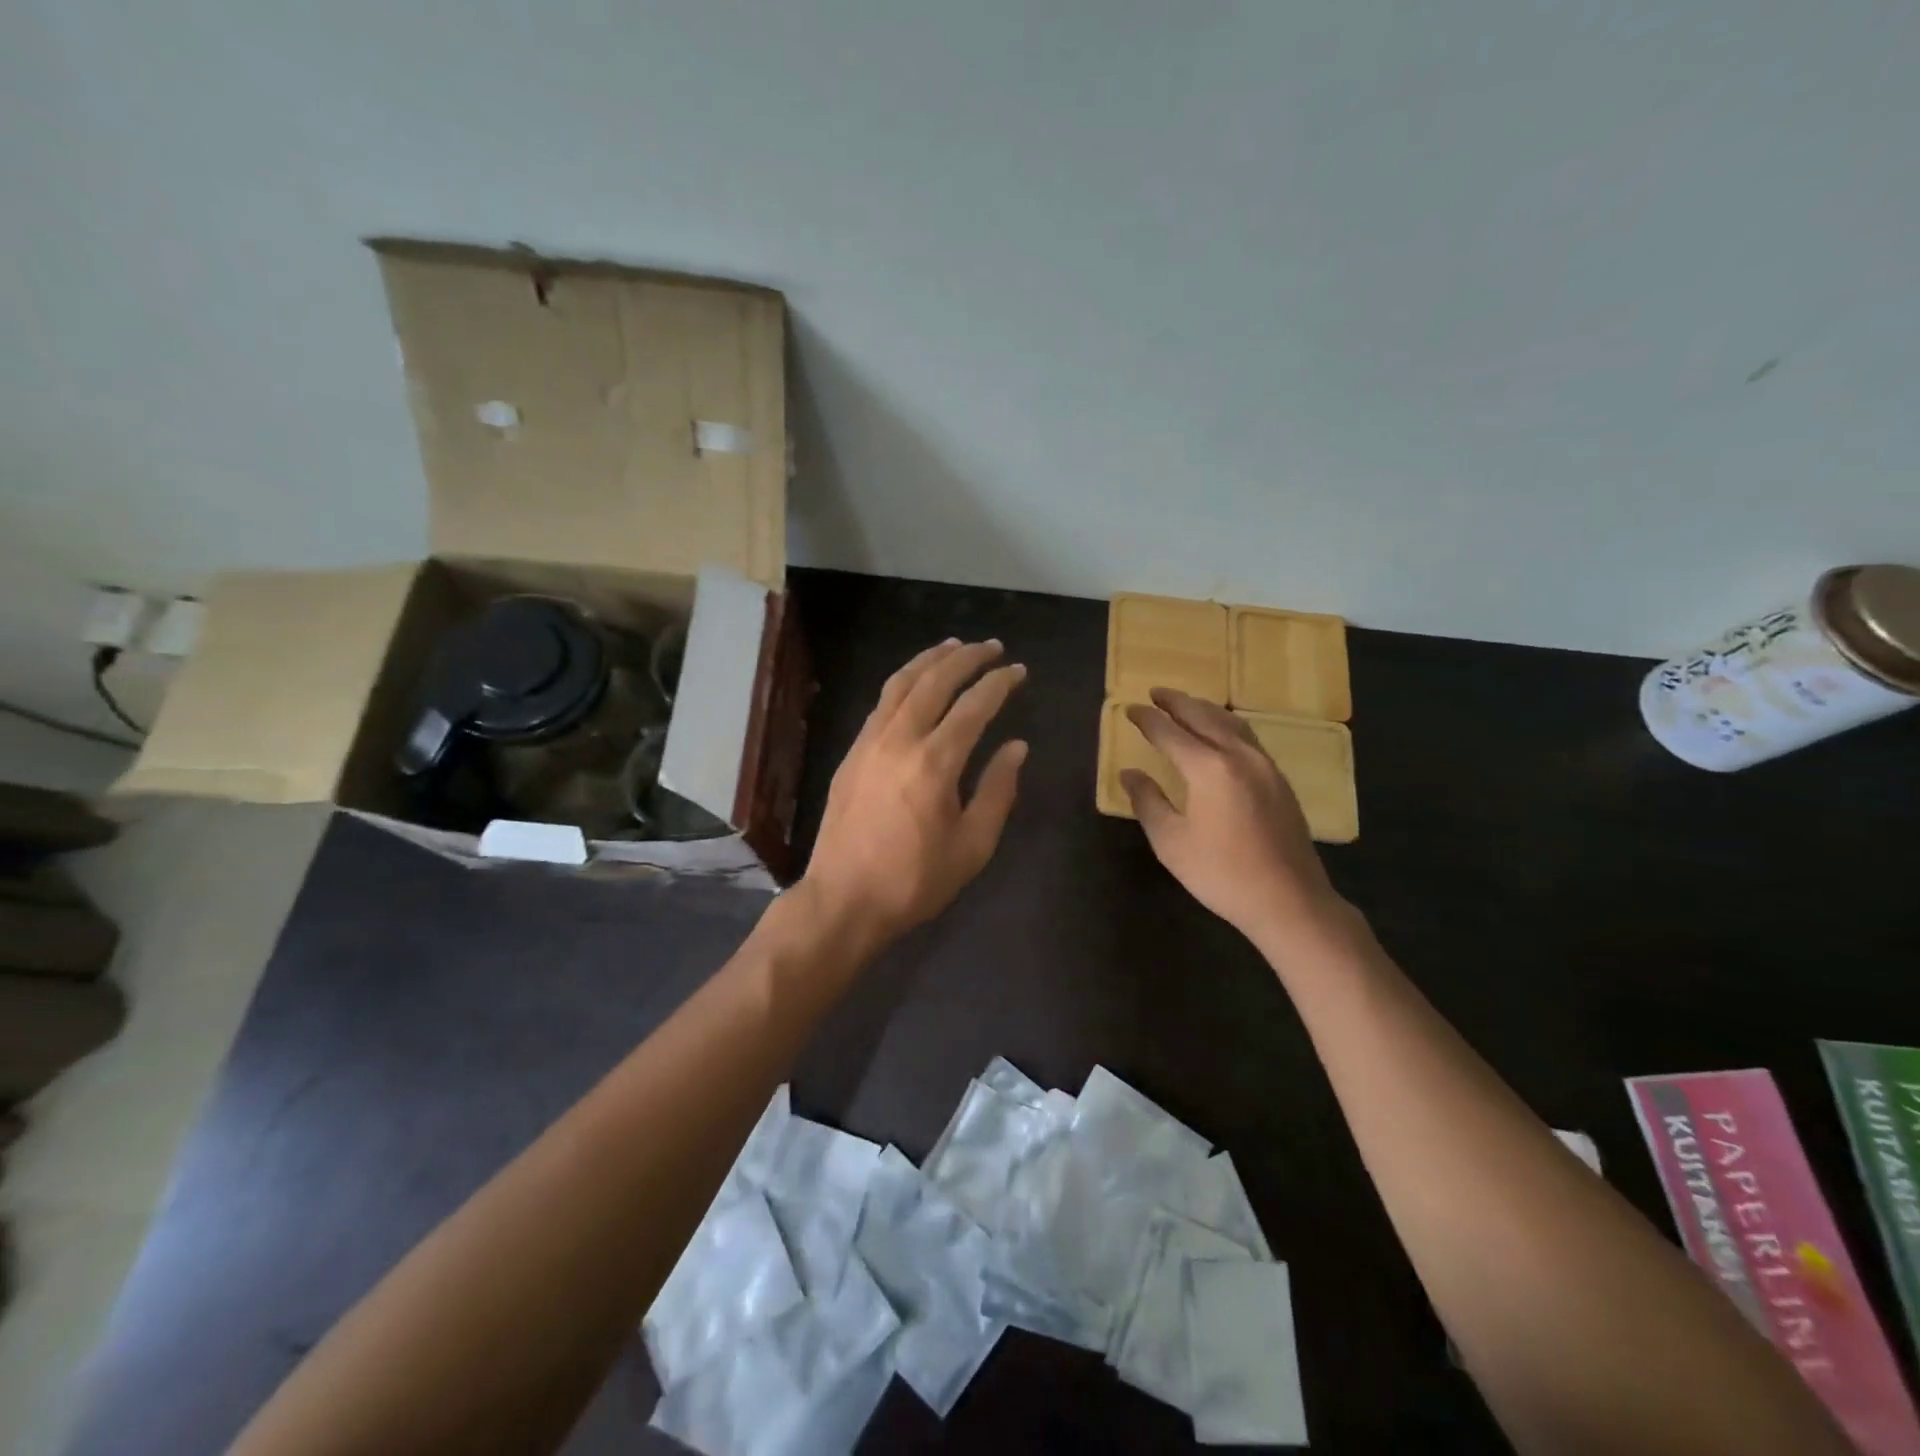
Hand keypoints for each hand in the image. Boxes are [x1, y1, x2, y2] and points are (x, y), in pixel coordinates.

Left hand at [801, 639, 1027, 951]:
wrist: (844, 898)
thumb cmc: (915, 880)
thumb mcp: (972, 845)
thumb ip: (997, 790)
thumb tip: (1017, 747)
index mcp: (935, 762)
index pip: (973, 706)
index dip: (999, 683)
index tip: (1018, 671)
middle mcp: (900, 739)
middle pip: (935, 681)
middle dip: (967, 658)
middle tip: (992, 646)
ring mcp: (869, 742)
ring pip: (901, 684)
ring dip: (930, 660)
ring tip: (954, 646)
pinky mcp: (852, 753)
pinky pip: (881, 703)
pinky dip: (903, 682)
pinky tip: (915, 682)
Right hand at [1122, 688, 1346, 952]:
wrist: (1289, 900)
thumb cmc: (1221, 873)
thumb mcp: (1171, 841)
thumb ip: (1148, 801)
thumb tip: (1130, 774)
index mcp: (1209, 768)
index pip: (1170, 733)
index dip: (1148, 720)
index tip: (1130, 710)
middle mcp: (1239, 756)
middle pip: (1204, 717)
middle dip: (1177, 703)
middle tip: (1156, 693)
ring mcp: (1264, 766)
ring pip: (1231, 723)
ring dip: (1204, 709)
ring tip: (1185, 704)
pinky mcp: (1279, 780)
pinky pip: (1247, 737)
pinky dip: (1226, 725)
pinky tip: (1221, 733)